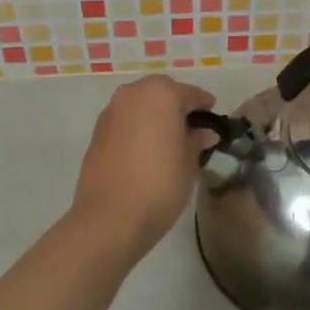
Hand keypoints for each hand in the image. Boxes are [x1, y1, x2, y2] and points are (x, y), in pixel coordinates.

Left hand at [71, 75, 217, 259]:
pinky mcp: (96, 132)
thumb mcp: (189, 162)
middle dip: (176, 105)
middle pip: (161, 92)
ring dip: (154, 115)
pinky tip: (146, 150)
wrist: (110, 216)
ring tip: (168, 140)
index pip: (190, 94)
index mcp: (161, 94)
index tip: (213, 116)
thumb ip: (197, 140)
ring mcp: (111, 112)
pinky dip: (137, 128)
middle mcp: (133, 94)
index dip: (204, 105)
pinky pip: (124, 121)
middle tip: (190, 127)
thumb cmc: (160, 184)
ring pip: (139, 105)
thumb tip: (205, 133)